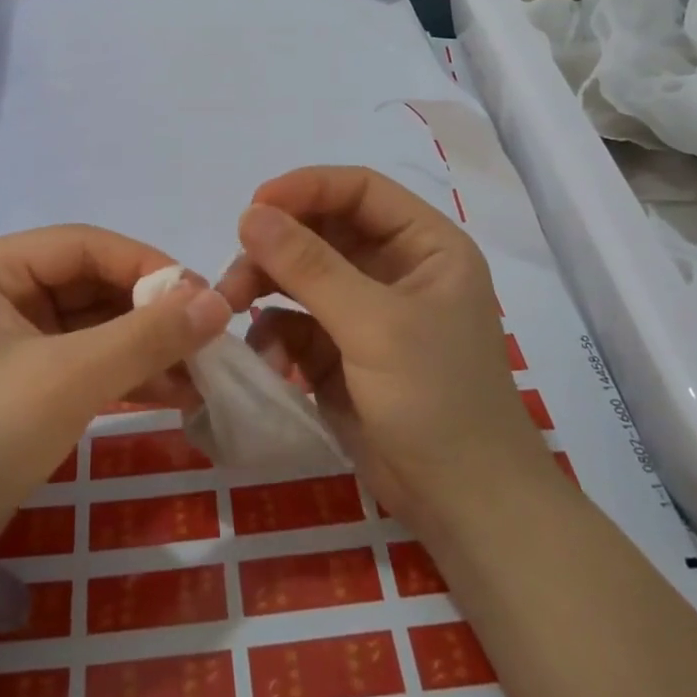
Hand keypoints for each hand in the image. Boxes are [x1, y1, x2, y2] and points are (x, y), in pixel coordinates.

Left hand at [0, 226, 230, 546]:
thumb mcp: (71, 379)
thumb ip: (148, 336)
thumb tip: (220, 302)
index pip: (84, 245)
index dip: (146, 264)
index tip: (201, 297)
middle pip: (91, 283)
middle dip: (151, 312)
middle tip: (207, 336)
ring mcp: (10, 340)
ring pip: (94, 324)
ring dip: (147, 346)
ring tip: (201, 371)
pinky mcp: (24, 381)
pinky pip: (85, 360)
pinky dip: (128, 373)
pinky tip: (174, 392)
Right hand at [217, 166, 557, 542]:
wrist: (464, 508)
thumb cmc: (437, 399)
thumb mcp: (373, 325)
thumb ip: (309, 266)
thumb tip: (249, 213)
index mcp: (424, 245)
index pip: (359, 190)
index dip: (306, 189)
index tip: (253, 206)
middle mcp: (395, 268)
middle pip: (322, 231)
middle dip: (276, 247)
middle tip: (234, 274)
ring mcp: (366, 311)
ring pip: (300, 275)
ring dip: (265, 287)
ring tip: (231, 308)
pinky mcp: (341, 352)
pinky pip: (295, 322)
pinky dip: (275, 334)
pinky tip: (269, 361)